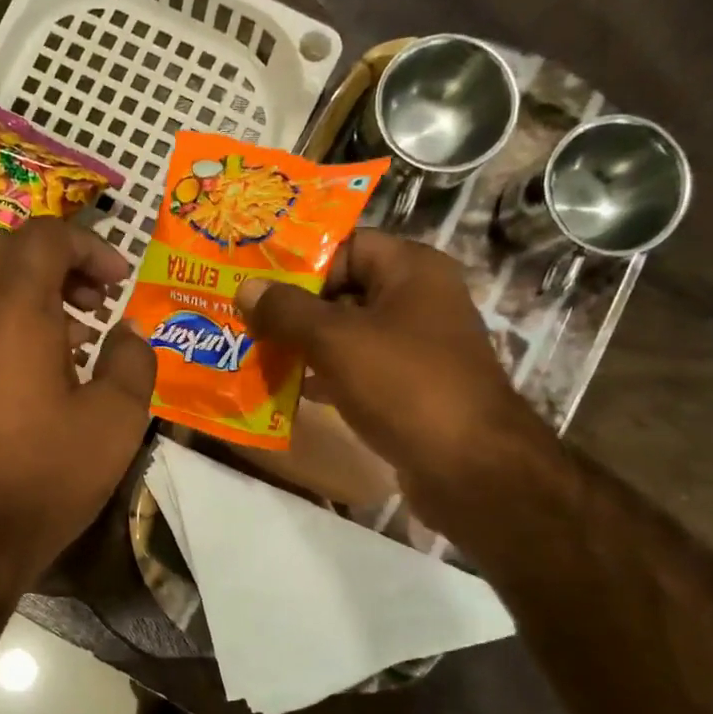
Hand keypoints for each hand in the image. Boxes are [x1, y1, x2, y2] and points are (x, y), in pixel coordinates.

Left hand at [0, 218, 157, 596]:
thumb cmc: (45, 474)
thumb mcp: (115, 420)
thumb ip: (132, 361)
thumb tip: (127, 333)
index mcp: (14, 313)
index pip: (44, 236)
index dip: (90, 245)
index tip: (120, 283)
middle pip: (5, 248)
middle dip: (56, 257)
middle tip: (94, 297)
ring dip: (32, 292)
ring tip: (77, 338)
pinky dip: (10, 324)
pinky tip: (41, 375)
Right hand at [234, 231, 560, 537]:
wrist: (470, 468)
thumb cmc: (405, 385)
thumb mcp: (337, 340)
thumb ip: (287, 311)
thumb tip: (245, 287)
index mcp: (412, 269)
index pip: (346, 245)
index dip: (299, 261)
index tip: (253, 280)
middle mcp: (418, 300)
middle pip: (343, 290)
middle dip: (292, 306)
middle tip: (242, 317)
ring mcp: (416, 347)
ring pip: (347, 333)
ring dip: (303, 343)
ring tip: (254, 351)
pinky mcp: (409, 388)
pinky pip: (357, 369)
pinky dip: (323, 375)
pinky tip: (287, 389)